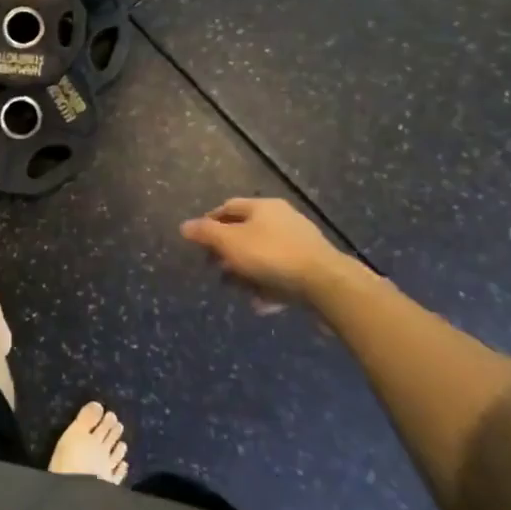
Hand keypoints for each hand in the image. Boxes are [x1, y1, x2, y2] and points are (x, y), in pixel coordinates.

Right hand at [180, 197, 343, 308]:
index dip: (209, 222)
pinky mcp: (312, 267)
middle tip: (216, 269)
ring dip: (247, 272)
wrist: (326, 284)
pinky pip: (282, 273)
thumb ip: (205, 233)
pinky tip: (261, 302)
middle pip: (246, 232)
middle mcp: (282, 219)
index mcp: (263, 207)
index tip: (198, 242)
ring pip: (264, 255)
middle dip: (228, 252)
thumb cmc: (271, 255)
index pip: (228, 207)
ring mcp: (300, 243)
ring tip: (237, 290)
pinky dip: (268, 285)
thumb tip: (184, 226)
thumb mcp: (229, 242)